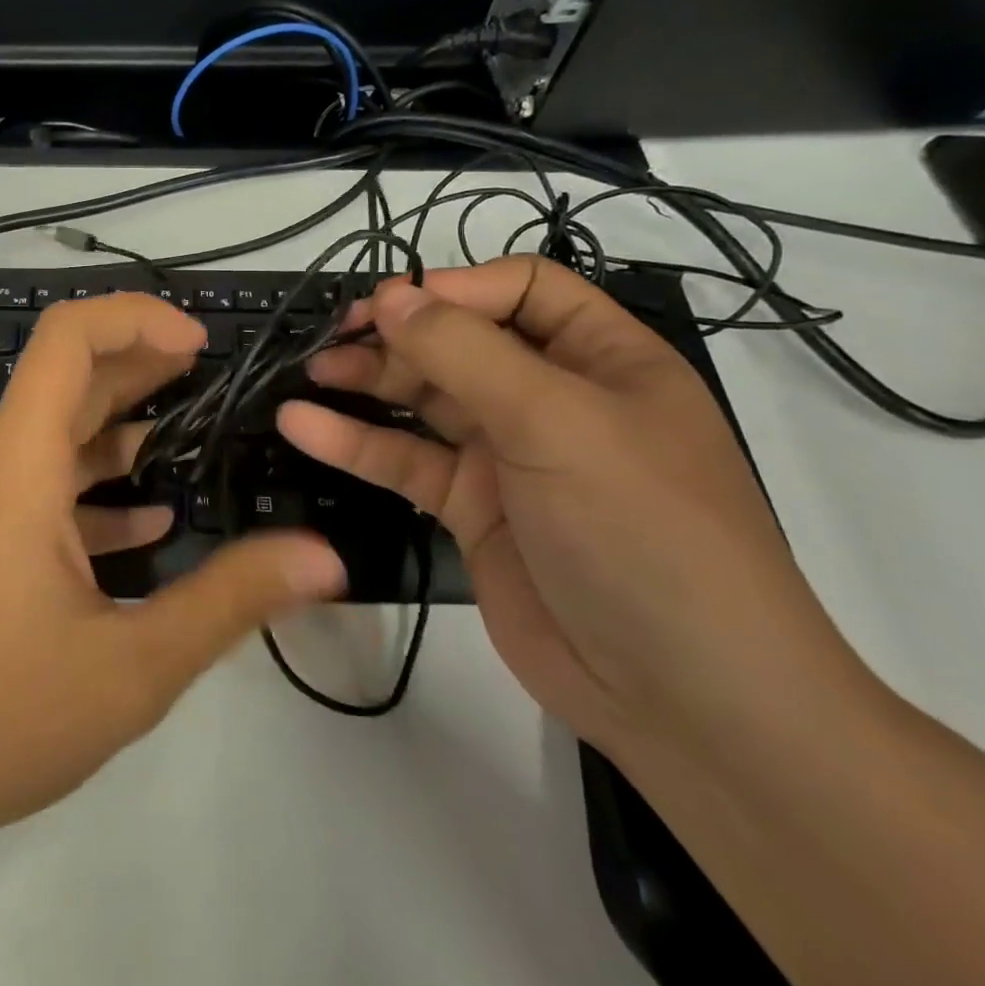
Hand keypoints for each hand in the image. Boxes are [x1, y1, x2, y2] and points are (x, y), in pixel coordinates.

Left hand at [0, 292, 345, 872]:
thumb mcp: (130, 665)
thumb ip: (230, 601)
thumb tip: (322, 557)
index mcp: (19, 466)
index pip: (67, 338)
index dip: (135, 319)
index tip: (198, 344)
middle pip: (67, 384)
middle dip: (141, 368)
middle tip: (211, 375)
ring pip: (54, 444)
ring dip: (121, 434)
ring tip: (191, 441)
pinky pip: (36, 497)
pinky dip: (91, 494)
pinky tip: (142, 526)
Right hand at [277, 259, 855, 757]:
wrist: (680, 697)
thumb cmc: (638, 529)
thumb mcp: (556, 422)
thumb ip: (464, 353)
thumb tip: (391, 293)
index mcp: (603, 358)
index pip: (522, 291)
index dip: (456, 288)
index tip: (393, 305)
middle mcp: (552, 398)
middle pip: (460, 343)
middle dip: (397, 336)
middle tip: (333, 340)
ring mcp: (507, 456)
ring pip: (424, 400)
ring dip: (367, 382)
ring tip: (310, 373)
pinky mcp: (469, 508)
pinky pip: (405, 461)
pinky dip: (354, 442)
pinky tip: (304, 426)